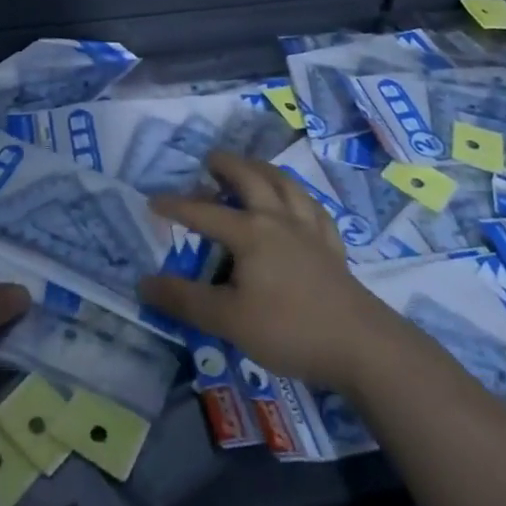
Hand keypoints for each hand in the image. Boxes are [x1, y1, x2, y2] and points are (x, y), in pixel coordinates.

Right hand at [138, 151, 398, 391]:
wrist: (361, 345)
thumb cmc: (289, 329)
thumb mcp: (228, 320)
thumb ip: (185, 301)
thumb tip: (144, 283)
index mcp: (249, 232)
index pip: (204, 212)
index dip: (176, 205)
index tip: (153, 200)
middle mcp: (278, 219)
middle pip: (250, 178)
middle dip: (227, 165)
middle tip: (210, 160)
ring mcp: (310, 229)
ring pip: (285, 184)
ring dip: (263, 170)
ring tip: (251, 167)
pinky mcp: (333, 246)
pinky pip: (315, 209)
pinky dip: (300, 198)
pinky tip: (298, 203)